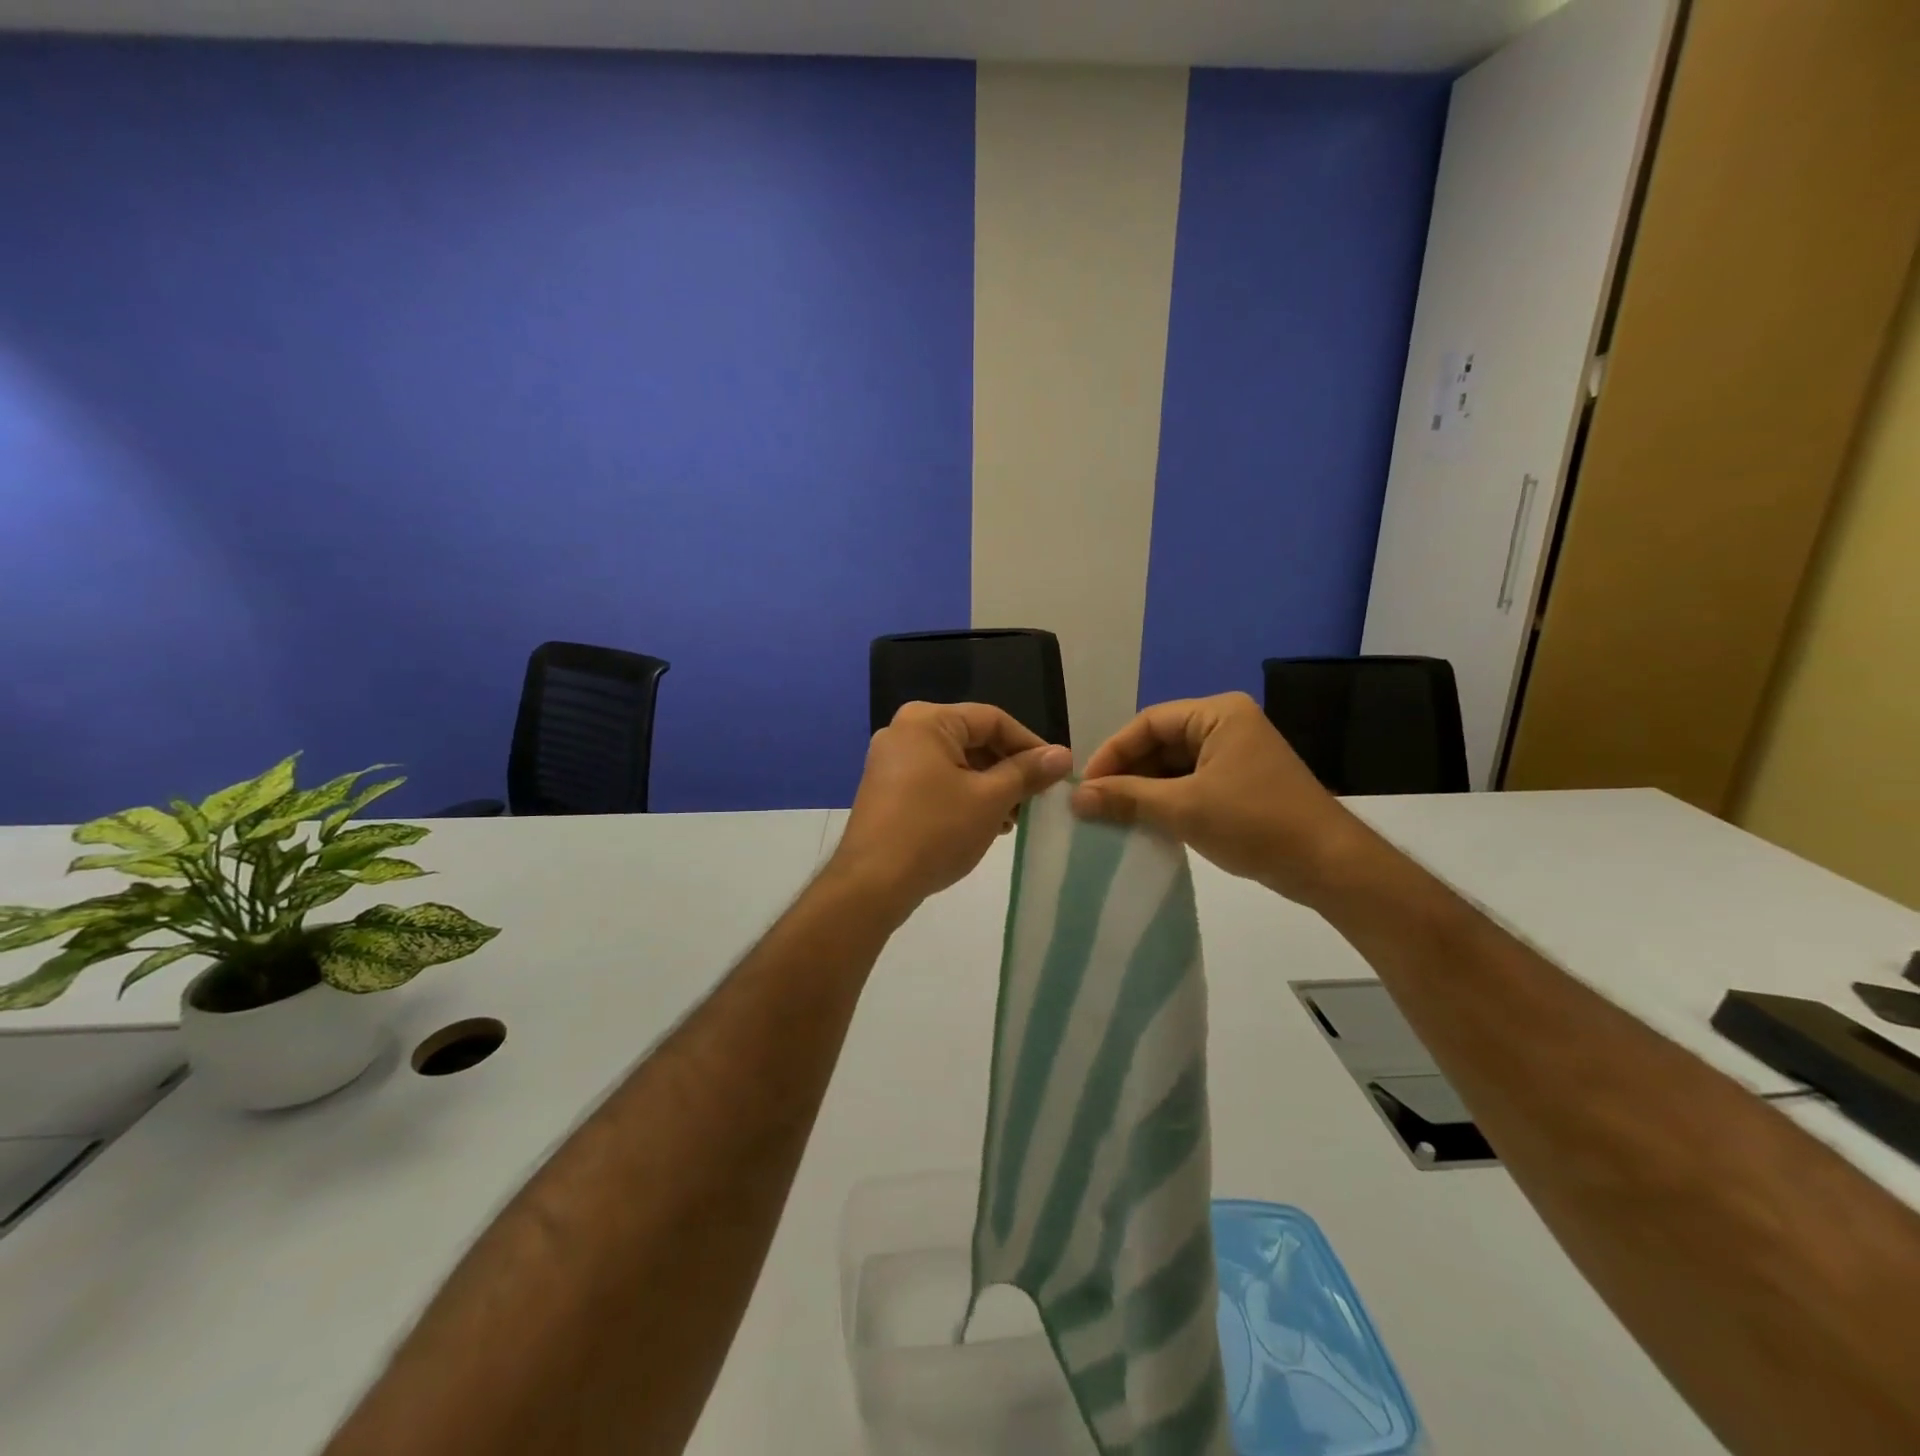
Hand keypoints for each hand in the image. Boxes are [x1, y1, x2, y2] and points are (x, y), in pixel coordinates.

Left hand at [829, 702, 1072, 918]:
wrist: (872, 884)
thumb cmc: (936, 831)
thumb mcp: (990, 799)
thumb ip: (1027, 772)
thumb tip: (1062, 755)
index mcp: (927, 721)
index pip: (993, 720)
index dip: (1030, 745)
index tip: (1056, 773)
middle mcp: (904, 732)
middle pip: (973, 740)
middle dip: (1008, 770)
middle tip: (1034, 800)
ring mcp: (891, 762)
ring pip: (956, 764)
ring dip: (989, 787)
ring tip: (1011, 820)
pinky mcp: (887, 790)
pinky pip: (935, 782)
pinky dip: (963, 797)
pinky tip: (982, 825)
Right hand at [1071, 692, 1365, 902]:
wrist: (1328, 865)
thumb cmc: (1255, 823)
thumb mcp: (1183, 808)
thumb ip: (1126, 798)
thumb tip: (1076, 798)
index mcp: (1218, 714)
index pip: (1149, 723)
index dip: (1113, 752)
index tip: (1086, 785)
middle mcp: (1227, 726)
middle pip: (1160, 743)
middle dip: (1127, 773)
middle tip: (1095, 804)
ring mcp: (1236, 756)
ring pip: (1174, 766)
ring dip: (1144, 790)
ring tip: (1113, 817)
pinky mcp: (1241, 784)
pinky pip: (1191, 784)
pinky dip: (1167, 802)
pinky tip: (1144, 824)